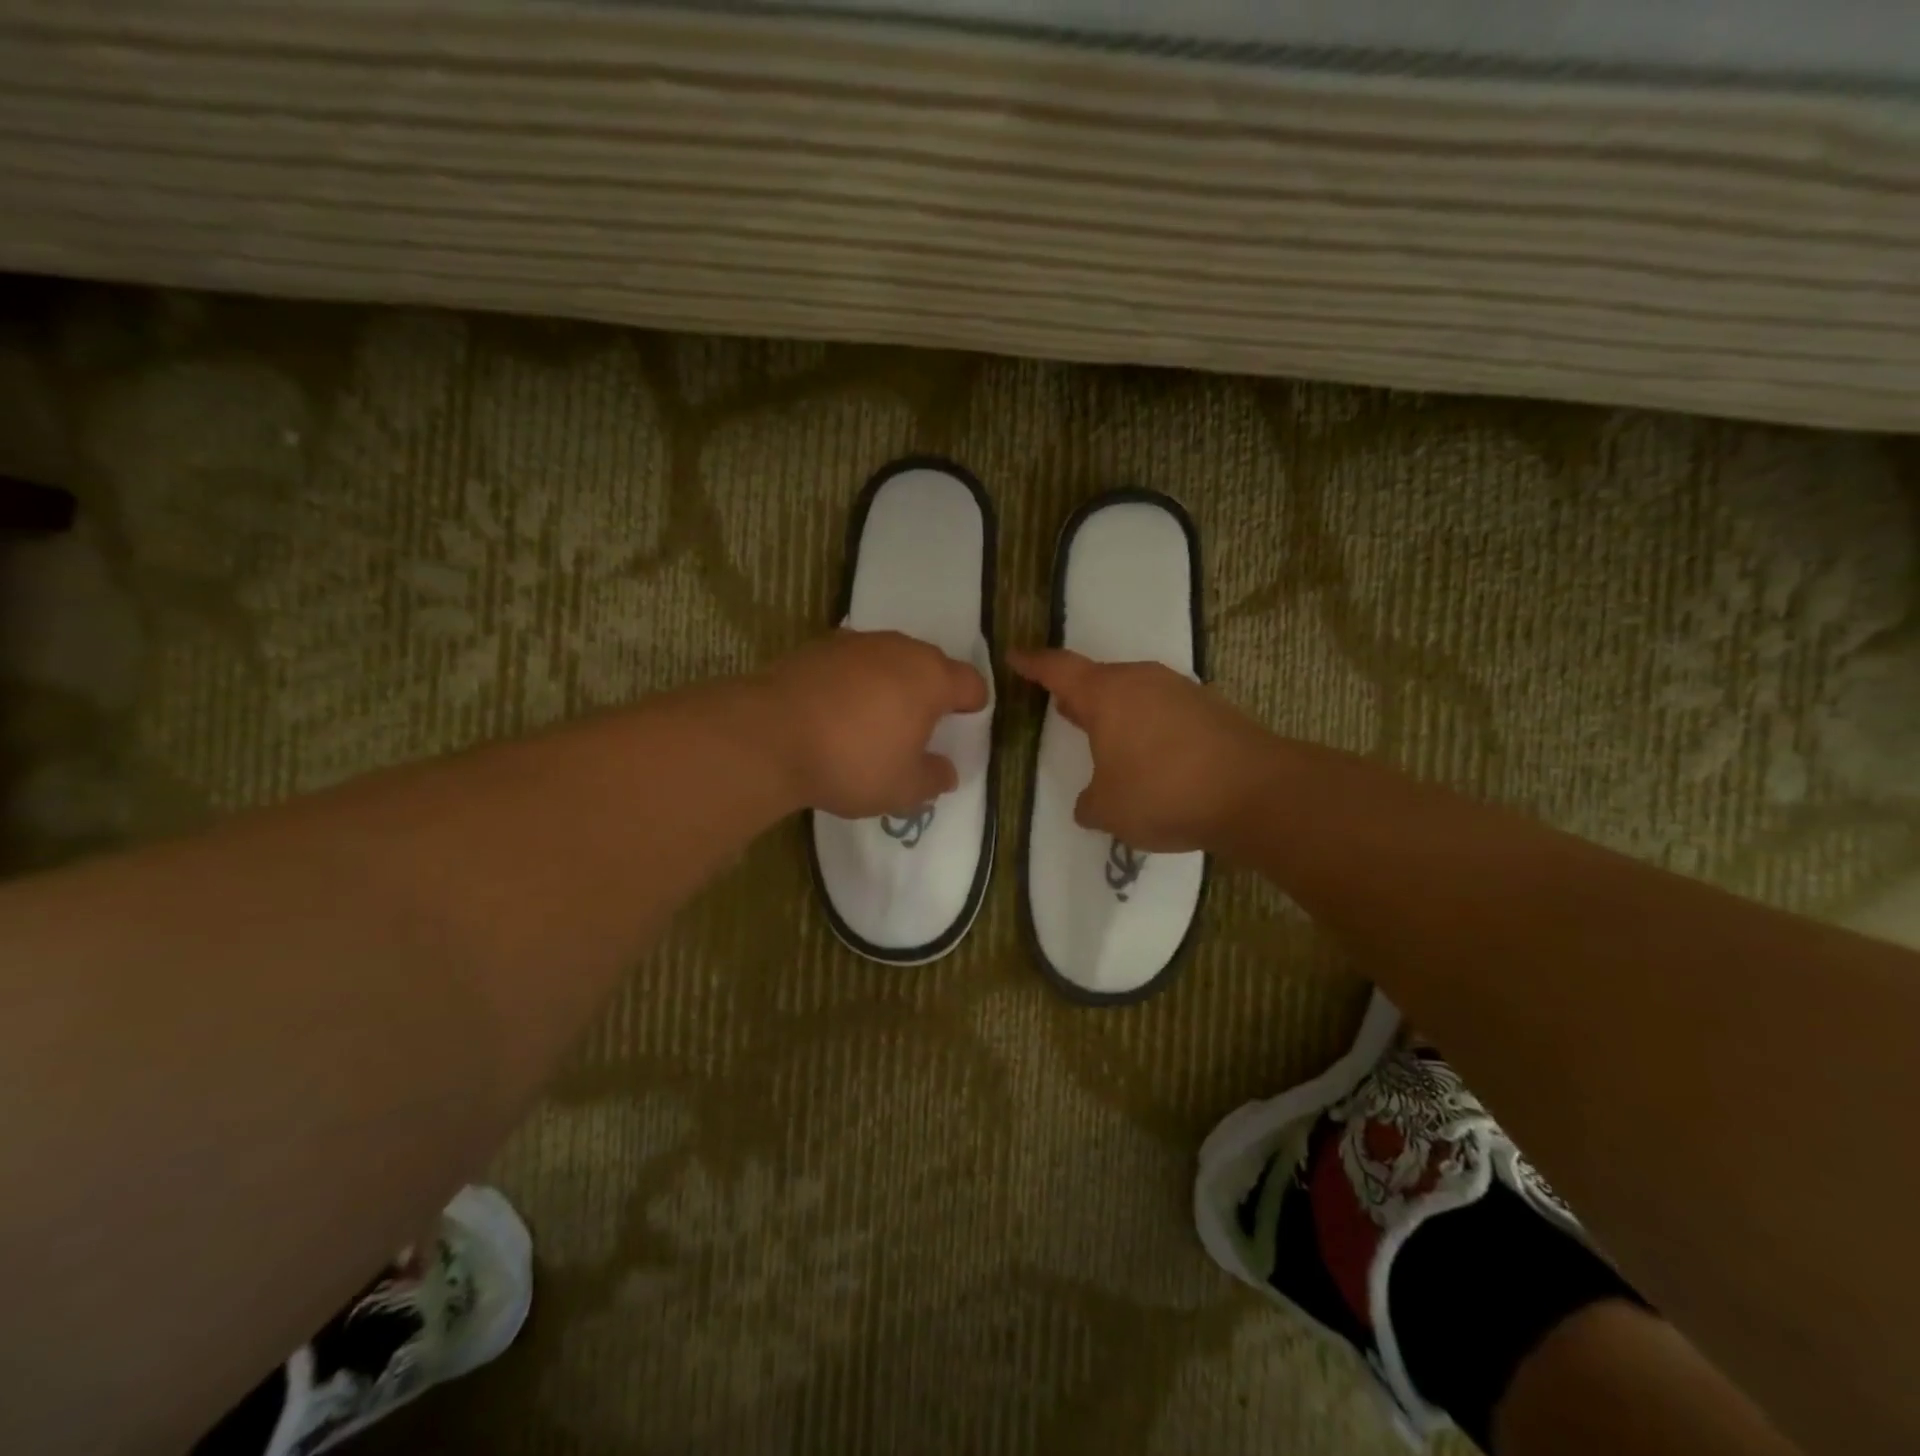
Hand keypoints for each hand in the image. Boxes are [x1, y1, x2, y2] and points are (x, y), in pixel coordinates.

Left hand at [767, 630, 987, 817]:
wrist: (769, 736)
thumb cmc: (853, 762)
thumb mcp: (903, 788)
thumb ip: (933, 779)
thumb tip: (947, 772)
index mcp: (931, 678)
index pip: (970, 682)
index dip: (973, 702)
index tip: (967, 720)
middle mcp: (898, 649)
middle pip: (930, 664)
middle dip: (931, 690)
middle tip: (920, 724)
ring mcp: (855, 643)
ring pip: (888, 659)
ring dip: (891, 682)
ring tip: (876, 717)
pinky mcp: (817, 647)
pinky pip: (851, 663)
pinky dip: (854, 681)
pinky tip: (837, 710)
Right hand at [1009, 648, 1273, 852]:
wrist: (1257, 793)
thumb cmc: (1165, 793)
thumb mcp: (1108, 810)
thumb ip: (1089, 803)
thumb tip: (1092, 801)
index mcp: (1106, 694)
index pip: (1058, 669)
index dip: (1033, 664)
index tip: (1014, 656)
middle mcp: (1142, 681)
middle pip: (1100, 679)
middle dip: (1078, 694)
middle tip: (1060, 707)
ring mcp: (1181, 691)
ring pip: (1135, 694)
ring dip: (1116, 713)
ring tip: (1105, 738)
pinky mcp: (1211, 709)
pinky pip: (1164, 711)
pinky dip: (1148, 728)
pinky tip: (1151, 757)